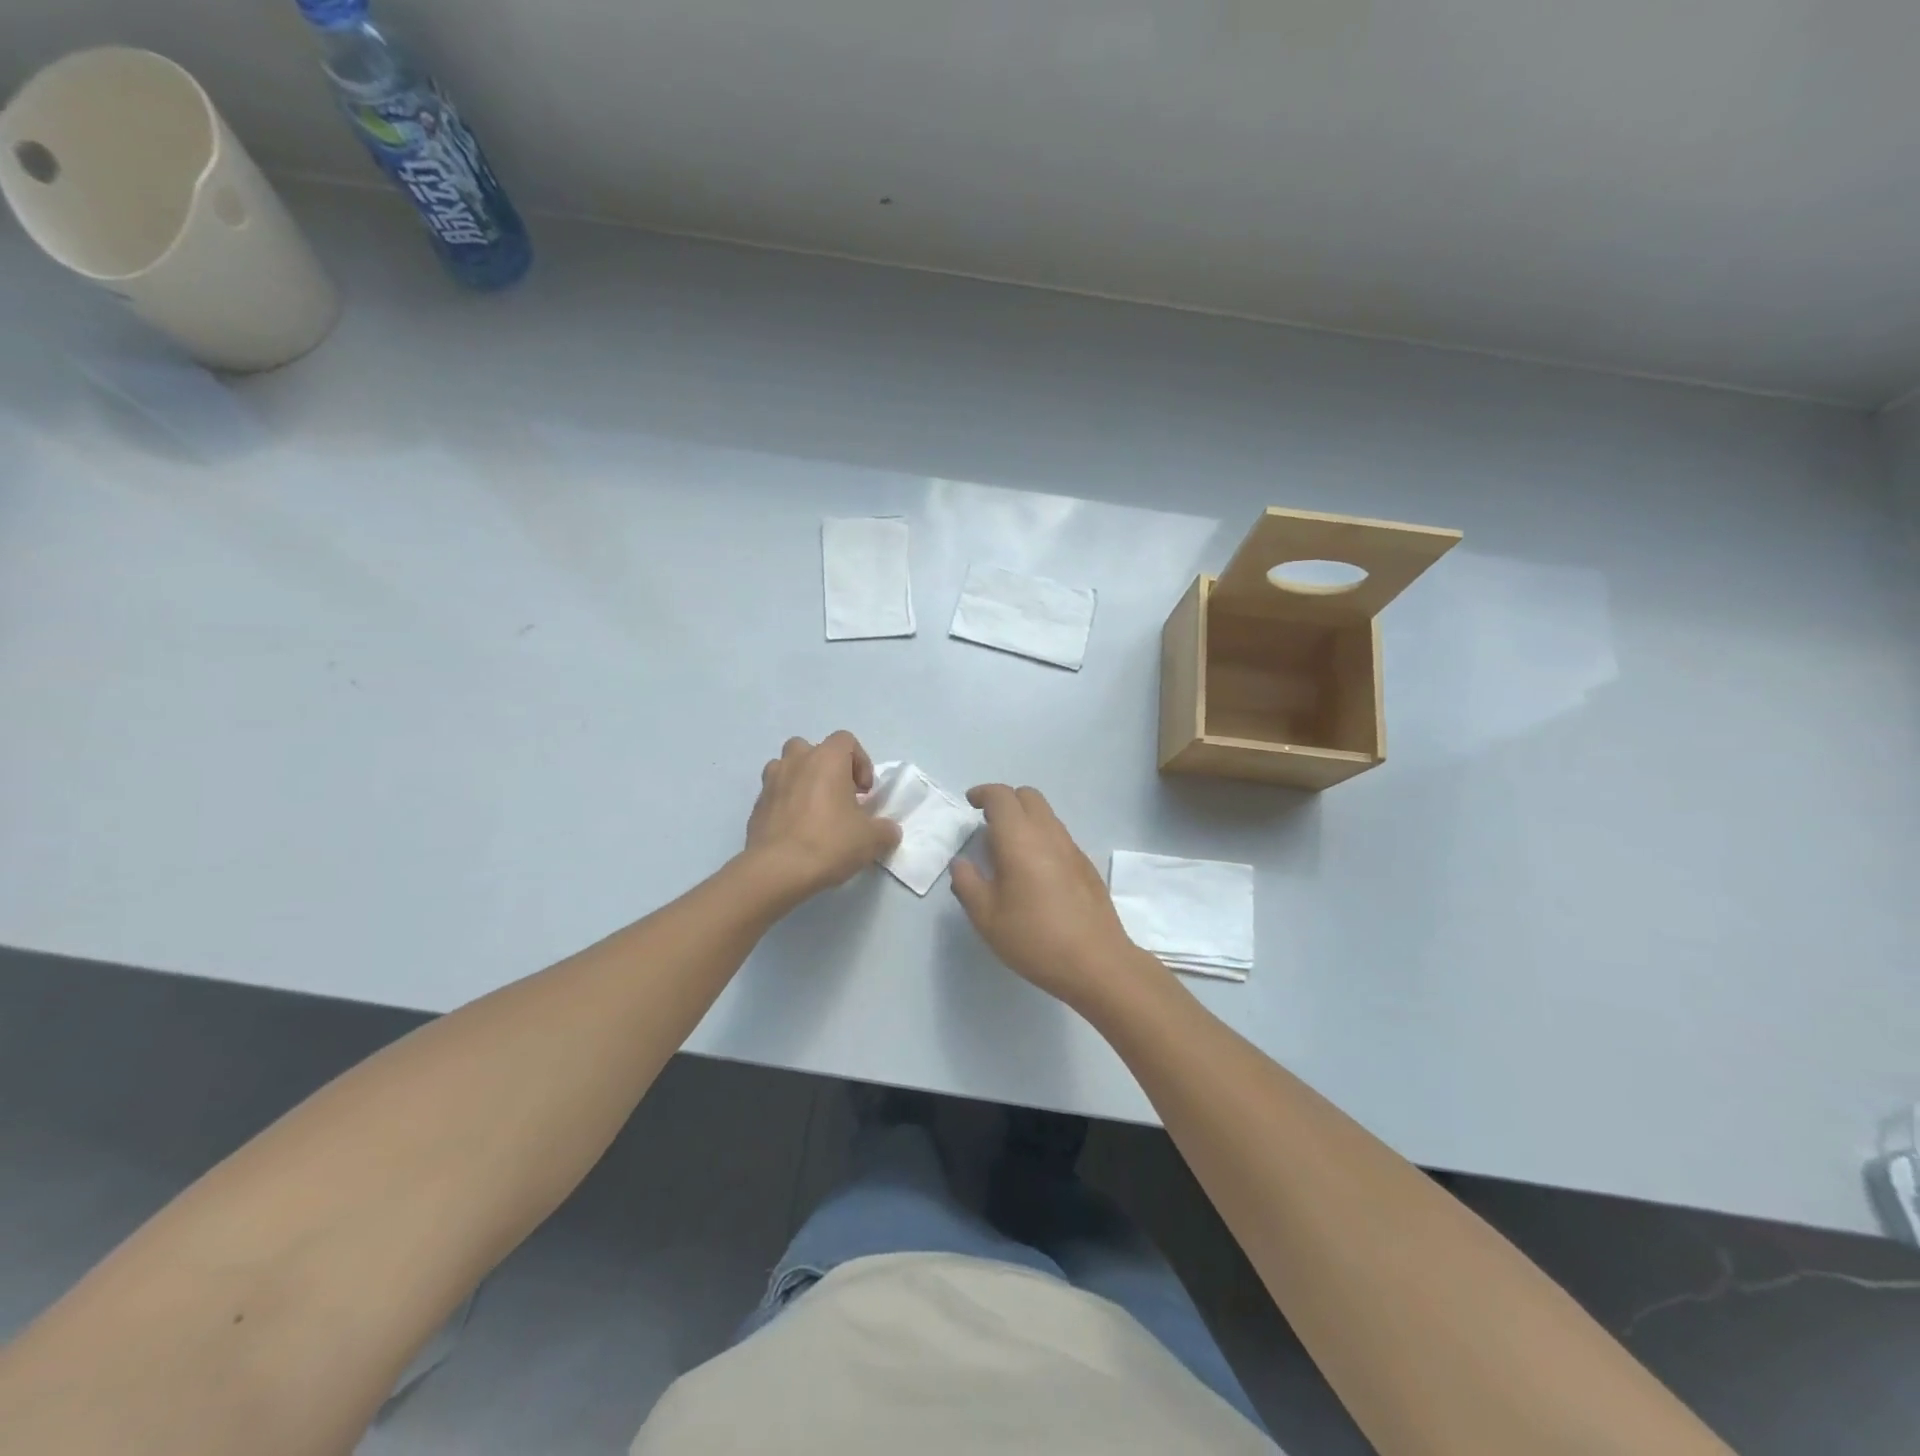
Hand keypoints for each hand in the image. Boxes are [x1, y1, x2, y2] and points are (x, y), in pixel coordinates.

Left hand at [743, 731, 900, 900]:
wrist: (777, 870)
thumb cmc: (829, 843)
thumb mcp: (871, 839)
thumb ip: (885, 829)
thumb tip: (888, 830)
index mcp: (827, 759)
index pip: (846, 740)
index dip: (860, 762)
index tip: (864, 792)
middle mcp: (796, 762)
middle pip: (812, 749)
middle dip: (826, 768)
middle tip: (838, 797)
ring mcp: (771, 782)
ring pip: (787, 768)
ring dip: (802, 781)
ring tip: (814, 811)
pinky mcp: (756, 805)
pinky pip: (775, 794)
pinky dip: (786, 804)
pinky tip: (796, 831)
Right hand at [949, 784, 1156, 1008]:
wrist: (1096, 962)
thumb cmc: (1034, 938)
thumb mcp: (986, 917)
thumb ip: (967, 883)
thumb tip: (961, 863)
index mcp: (1020, 839)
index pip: (1001, 797)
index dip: (983, 793)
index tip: (970, 804)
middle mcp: (1048, 834)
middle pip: (1028, 796)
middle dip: (1005, 801)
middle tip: (988, 825)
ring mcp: (1072, 848)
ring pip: (1046, 815)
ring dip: (1025, 819)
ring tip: (1008, 850)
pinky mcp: (1086, 866)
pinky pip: (1059, 836)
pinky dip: (1041, 837)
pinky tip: (1034, 872)